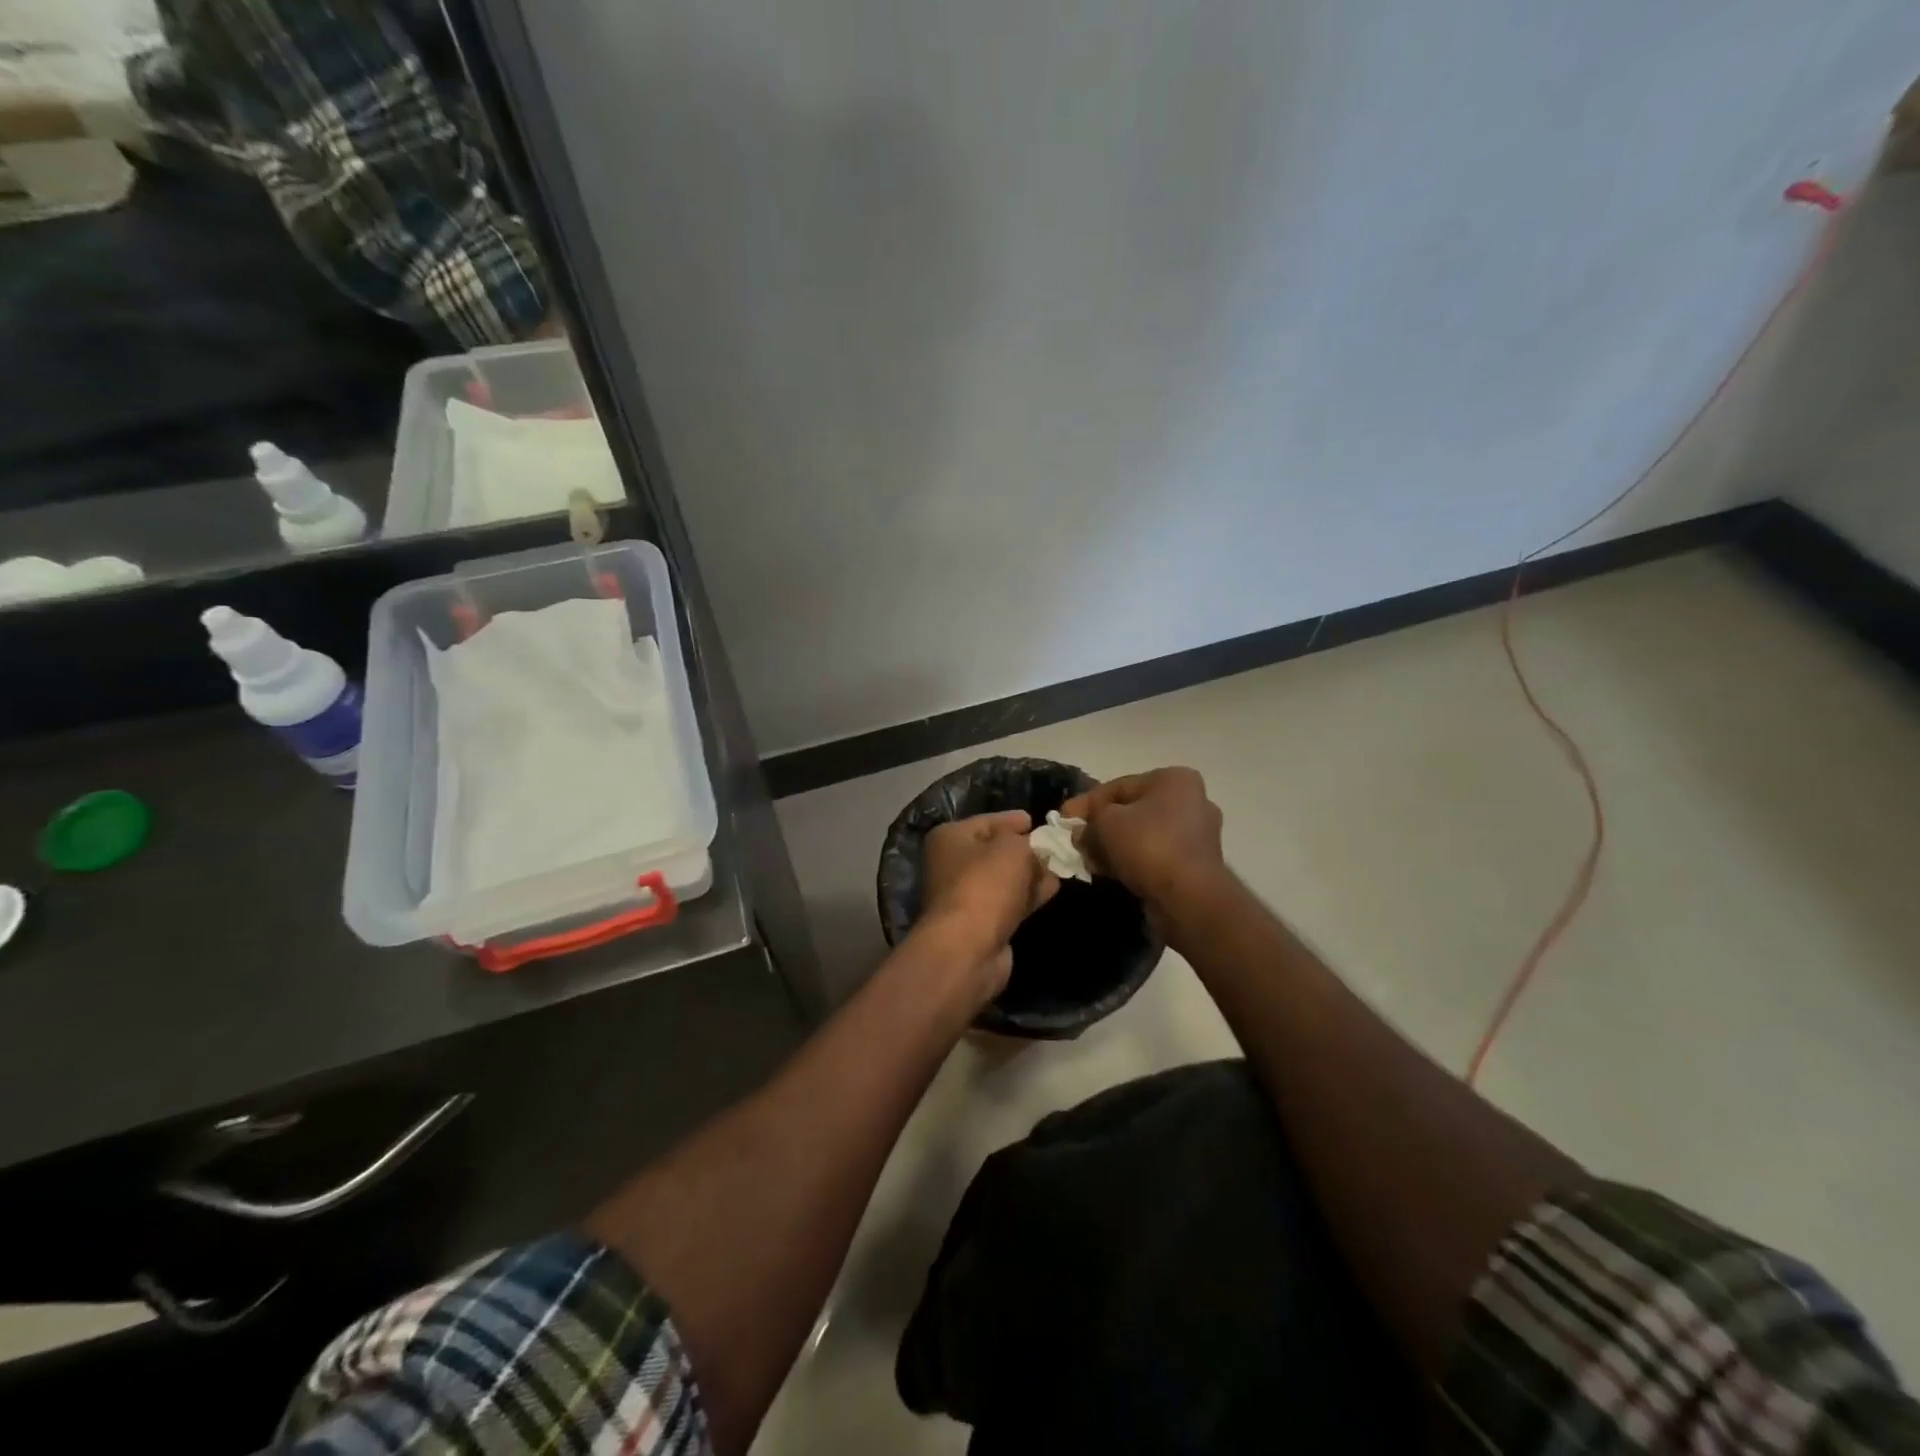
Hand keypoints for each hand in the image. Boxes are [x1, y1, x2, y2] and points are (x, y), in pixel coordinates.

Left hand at [918, 811, 1059, 997]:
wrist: (969, 946)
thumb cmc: (986, 884)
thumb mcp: (1013, 848)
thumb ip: (1028, 841)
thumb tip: (1036, 847)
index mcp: (950, 838)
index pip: (987, 821)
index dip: (1013, 820)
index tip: (1037, 820)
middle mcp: (952, 864)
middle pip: (995, 851)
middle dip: (1025, 849)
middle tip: (1054, 846)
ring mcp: (965, 896)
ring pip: (1004, 878)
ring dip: (1030, 873)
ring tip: (1060, 867)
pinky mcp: (981, 923)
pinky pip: (1009, 901)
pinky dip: (1028, 895)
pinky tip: (1052, 889)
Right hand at [1062, 767, 1225, 913]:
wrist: (1188, 898)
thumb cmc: (1148, 845)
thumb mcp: (1106, 823)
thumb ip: (1089, 820)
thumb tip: (1081, 831)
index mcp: (1174, 779)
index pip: (1118, 786)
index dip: (1086, 803)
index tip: (1063, 819)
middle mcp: (1191, 801)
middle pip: (1131, 810)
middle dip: (1100, 826)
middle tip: (1076, 842)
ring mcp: (1197, 834)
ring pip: (1142, 834)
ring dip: (1113, 846)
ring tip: (1090, 861)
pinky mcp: (1196, 864)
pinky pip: (1154, 854)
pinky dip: (1131, 861)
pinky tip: (1109, 873)